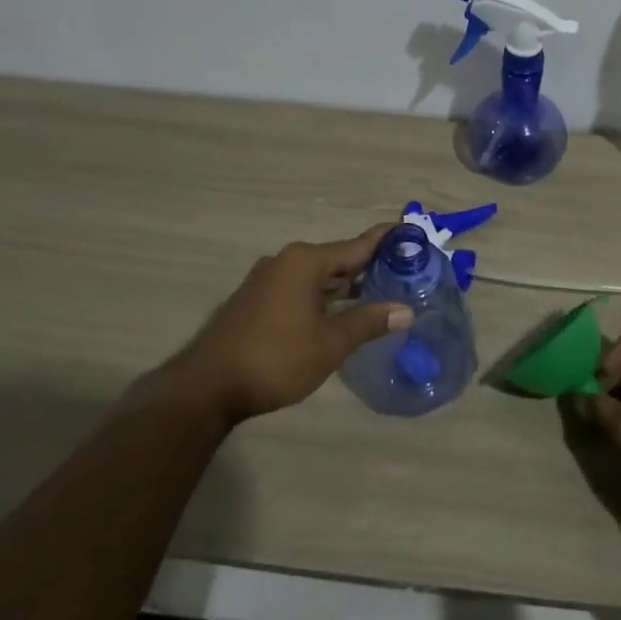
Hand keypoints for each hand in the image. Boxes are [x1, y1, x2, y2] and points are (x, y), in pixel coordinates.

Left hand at [158, 225, 413, 424]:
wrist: (208, 386)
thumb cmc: (275, 358)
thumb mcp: (330, 343)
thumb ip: (368, 322)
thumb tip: (405, 310)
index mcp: (306, 262)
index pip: (357, 245)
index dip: (387, 240)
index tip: (412, 233)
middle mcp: (286, 261)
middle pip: (338, 259)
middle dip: (370, 267)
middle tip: (406, 272)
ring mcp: (268, 280)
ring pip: (319, 276)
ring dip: (347, 285)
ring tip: (382, 293)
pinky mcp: (257, 300)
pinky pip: (301, 289)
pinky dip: (325, 296)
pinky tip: (342, 313)